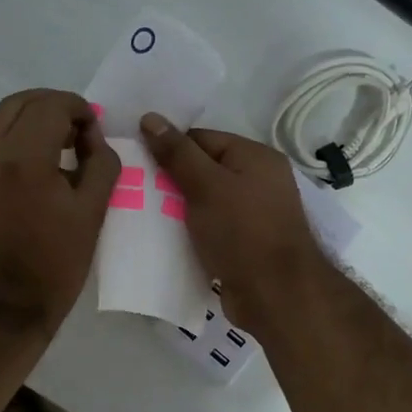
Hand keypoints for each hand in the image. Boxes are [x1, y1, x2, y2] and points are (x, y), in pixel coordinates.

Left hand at [0, 90, 119, 335]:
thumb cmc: (52, 268)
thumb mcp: (91, 216)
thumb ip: (100, 164)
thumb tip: (92, 138)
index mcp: (23, 159)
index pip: (51, 105)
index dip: (79, 109)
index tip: (93, 131)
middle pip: (19, 103)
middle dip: (52, 107)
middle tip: (77, 133)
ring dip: (29, 122)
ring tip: (56, 151)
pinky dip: (11, 144)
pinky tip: (31, 174)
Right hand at [139, 112, 326, 332]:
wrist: (275, 294)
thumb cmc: (242, 232)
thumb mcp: (205, 186)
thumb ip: (177, 153)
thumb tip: (150, 117)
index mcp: (255, 157)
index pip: (201, 139)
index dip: (170, 149)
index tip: (138, 165)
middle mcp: (259, 181)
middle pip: (204, 170)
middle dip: (171, 182)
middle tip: (136, 192)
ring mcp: (254, 215)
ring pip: (206, 202)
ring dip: (179, 210)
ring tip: (144, 216)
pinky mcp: (246, 244)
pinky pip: (212, 229)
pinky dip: (192, 232)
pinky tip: (166, 240)